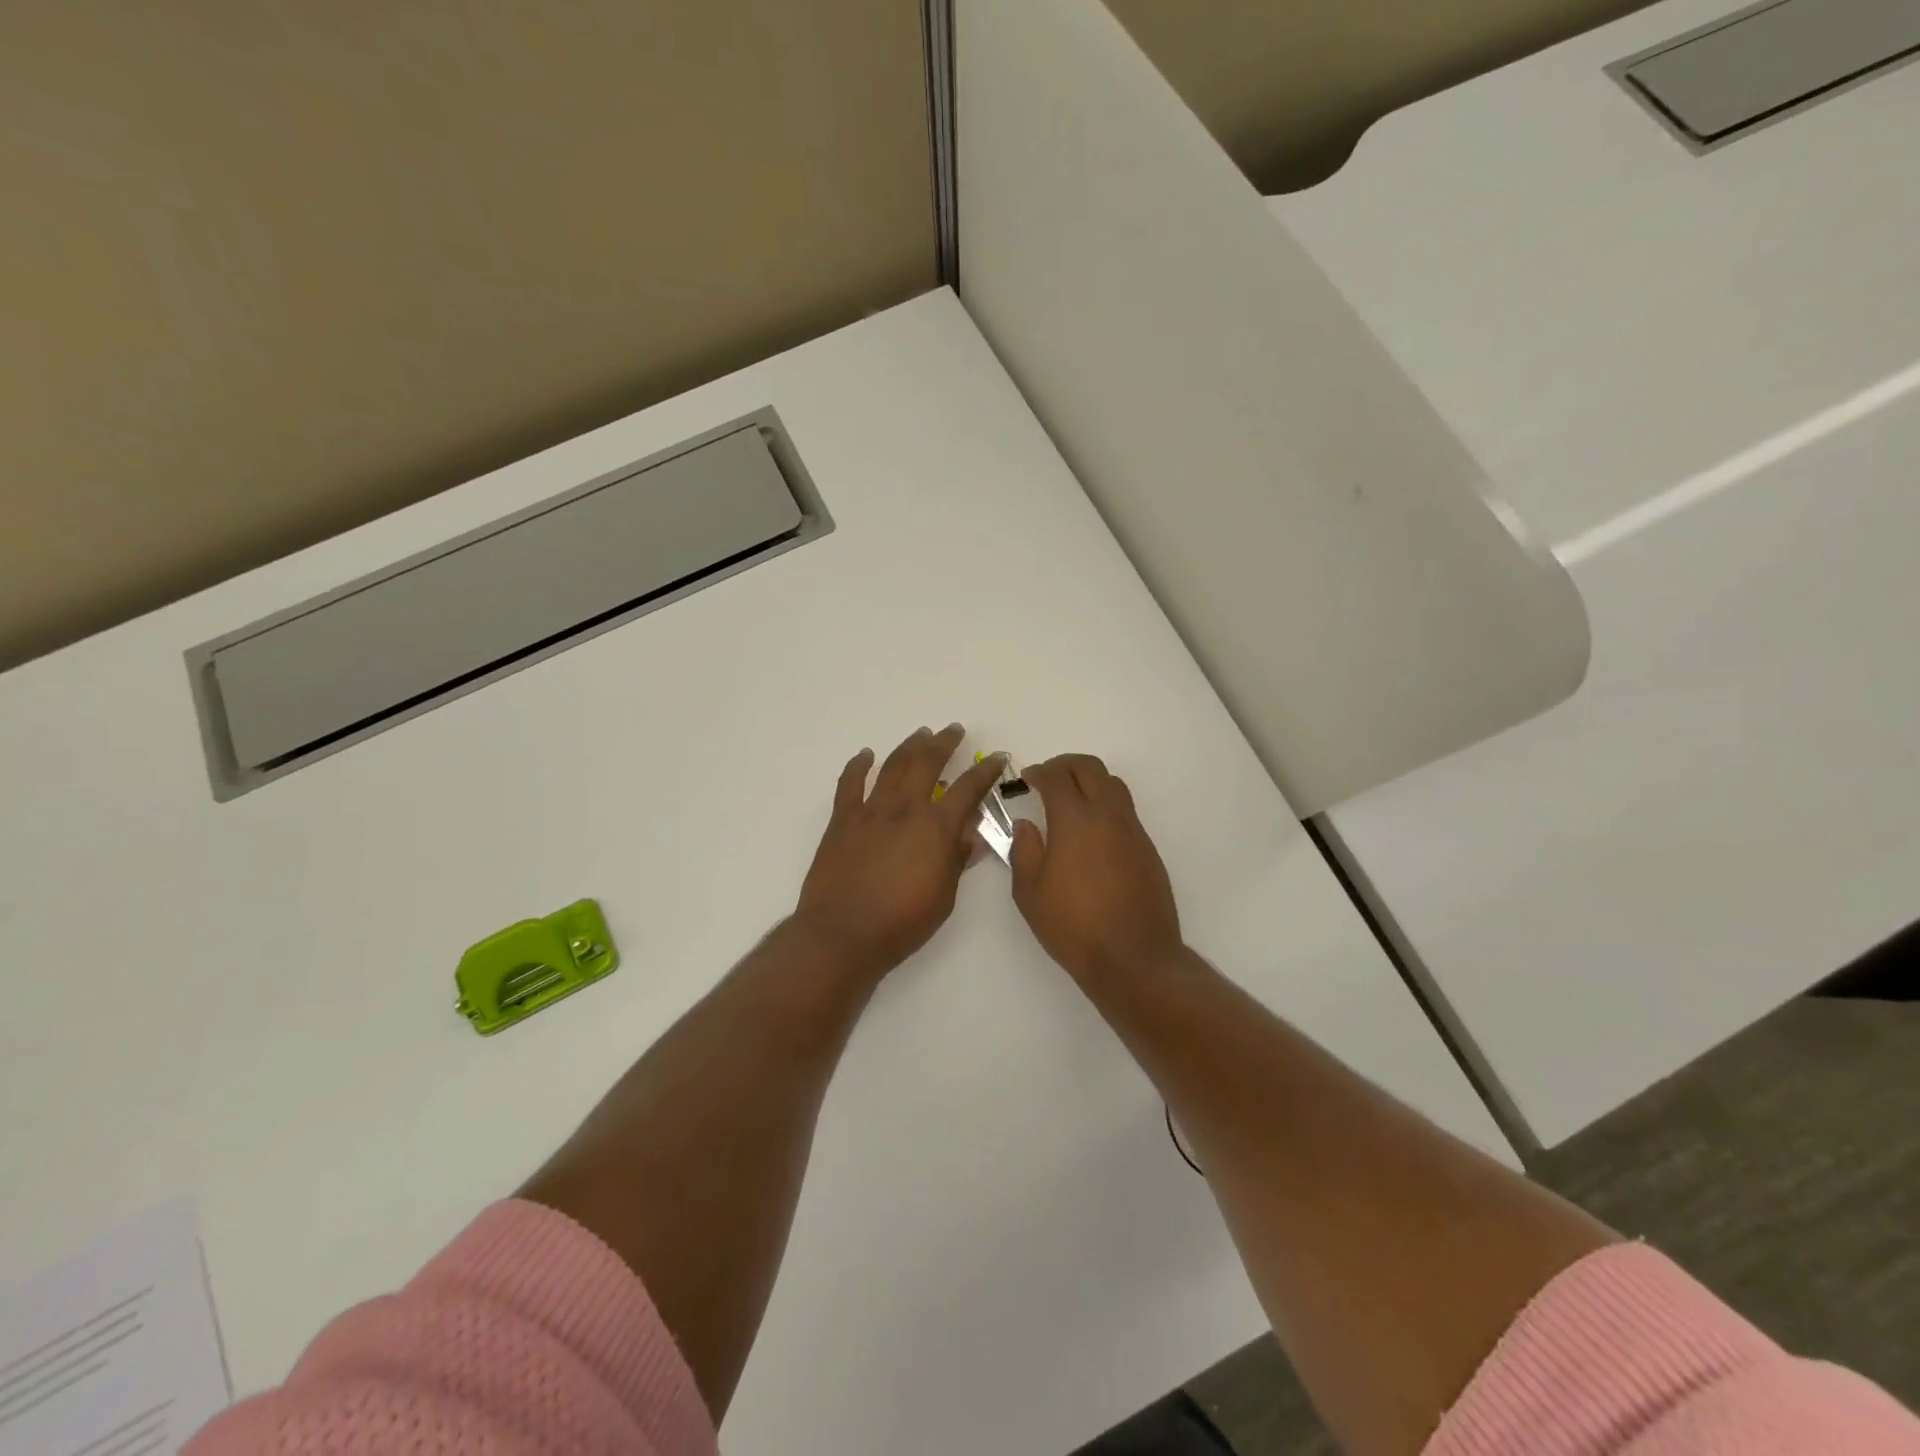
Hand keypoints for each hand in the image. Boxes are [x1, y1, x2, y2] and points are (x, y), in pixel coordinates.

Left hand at [795, 725, 1006, 982]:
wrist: (844, 933)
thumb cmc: (902, 923)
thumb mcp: (945, 896)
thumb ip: (958, 859)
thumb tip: (974, 834)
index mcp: (936, 828)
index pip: (969, 789)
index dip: (986, 771)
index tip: (998, 757)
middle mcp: (905, 809)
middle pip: (928, 763)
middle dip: (944, 742)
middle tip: (954, 730)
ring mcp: (870, 811)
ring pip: (893, 766)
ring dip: (910, 746)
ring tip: (921, 733)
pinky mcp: (842, 820)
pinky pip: (850, 783)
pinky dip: (858, 765)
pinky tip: (865, 755)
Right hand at [1010, 754, 1183, 980]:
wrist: (1134, 958)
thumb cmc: (1073, 926)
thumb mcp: (1030, 893)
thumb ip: (1024, 851)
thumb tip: (1026, 826)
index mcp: (1075, 820)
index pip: (1057, 776)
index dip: (1039, 771)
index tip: (1027, 778)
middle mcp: (1108, 816)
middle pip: (1090, 768)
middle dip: (1066, 765)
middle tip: (1048, 778)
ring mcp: (1133, 831)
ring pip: (1113, 785)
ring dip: (1090, 782)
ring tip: (1071, 801)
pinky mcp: (1148, 849)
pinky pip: (1126, 812)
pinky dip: (1106, 807)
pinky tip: (1092, 834)